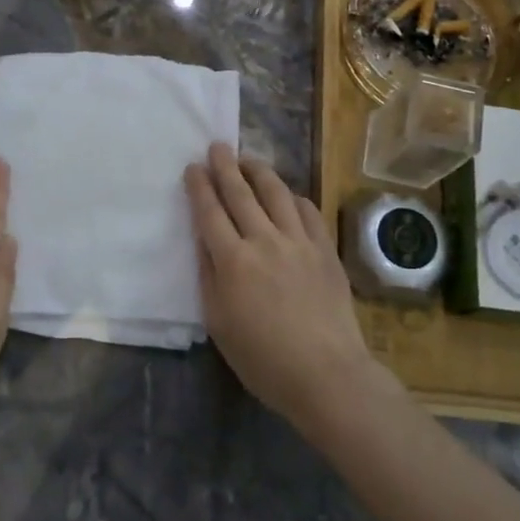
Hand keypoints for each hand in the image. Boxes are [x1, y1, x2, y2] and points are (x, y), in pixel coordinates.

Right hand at [183, 142, 382, 434]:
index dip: (199, 187)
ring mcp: (299, 242)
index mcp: (232, 261)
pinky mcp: (325, 250)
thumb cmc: (263, 359)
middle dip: (225, 166)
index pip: (210, 212)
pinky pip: (309, 211)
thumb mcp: (219, 324)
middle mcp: (264, 241)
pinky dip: (294, 197)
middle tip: (217, 146)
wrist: (326, 374)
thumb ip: (209, 276)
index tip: (193, 167)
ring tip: (249, 160)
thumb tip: (204, 241)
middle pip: (241, 194)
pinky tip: (288, 194)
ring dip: (259, 172)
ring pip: (276, 194)